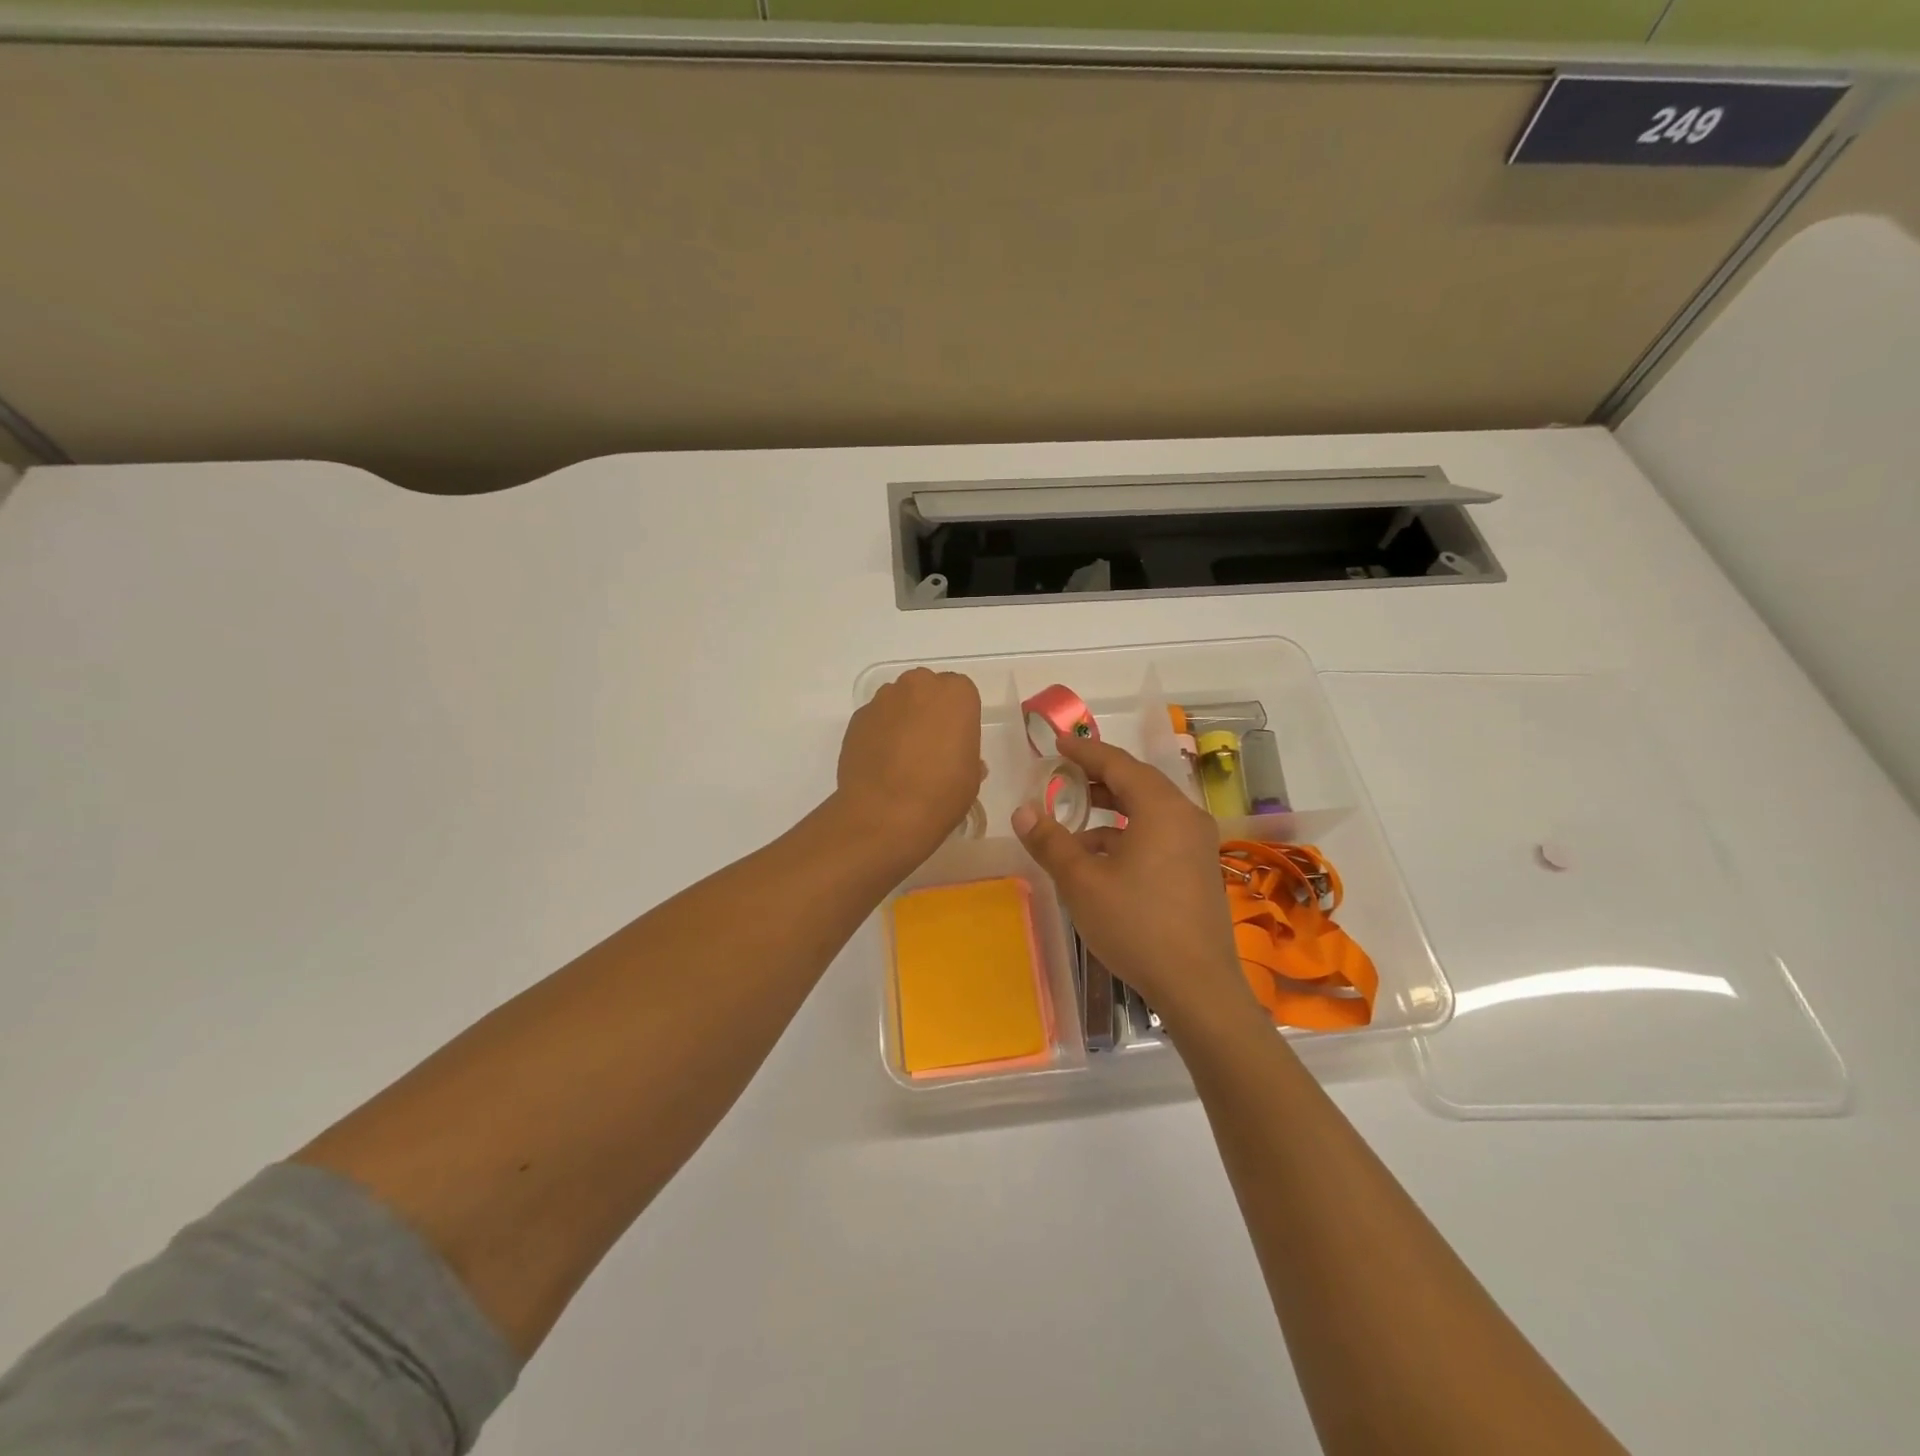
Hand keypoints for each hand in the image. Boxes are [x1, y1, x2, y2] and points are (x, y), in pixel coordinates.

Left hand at [835, 668, 983, 862]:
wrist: (884, 814)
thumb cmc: (941, 793)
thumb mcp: (970, 777)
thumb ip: (966, 754)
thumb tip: (955, 756)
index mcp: (955, 694)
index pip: (961, 692)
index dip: (959, 716)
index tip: (956, 740)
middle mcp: (918, 685)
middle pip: (926, 689)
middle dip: (929, 709)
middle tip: (930, 745)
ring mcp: (882, 700)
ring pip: (898, 702)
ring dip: (902, 719)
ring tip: (902, 757)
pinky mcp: (857, 719)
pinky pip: (875, 719)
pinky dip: (879, 733)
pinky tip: (881, 763)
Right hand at [1012, 734, 1261, 1031]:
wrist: (1197, 985)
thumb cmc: (1136, 925)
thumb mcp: (1081, 882)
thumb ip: (1050, 841)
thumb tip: (1022, 811)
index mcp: (1161, 808)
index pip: (1118, 763)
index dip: (1085, 752)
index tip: (1059, 744)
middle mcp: (1186, 816)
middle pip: (1138, 782)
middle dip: (1100, 777)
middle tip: (1066, 776)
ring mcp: (1198, 844)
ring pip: (1150, 810)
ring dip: (1113, 809)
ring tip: (1077, 819)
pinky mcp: (1199, 868)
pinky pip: (1160, 833)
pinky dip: (1129, 833)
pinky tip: (1102, 858)